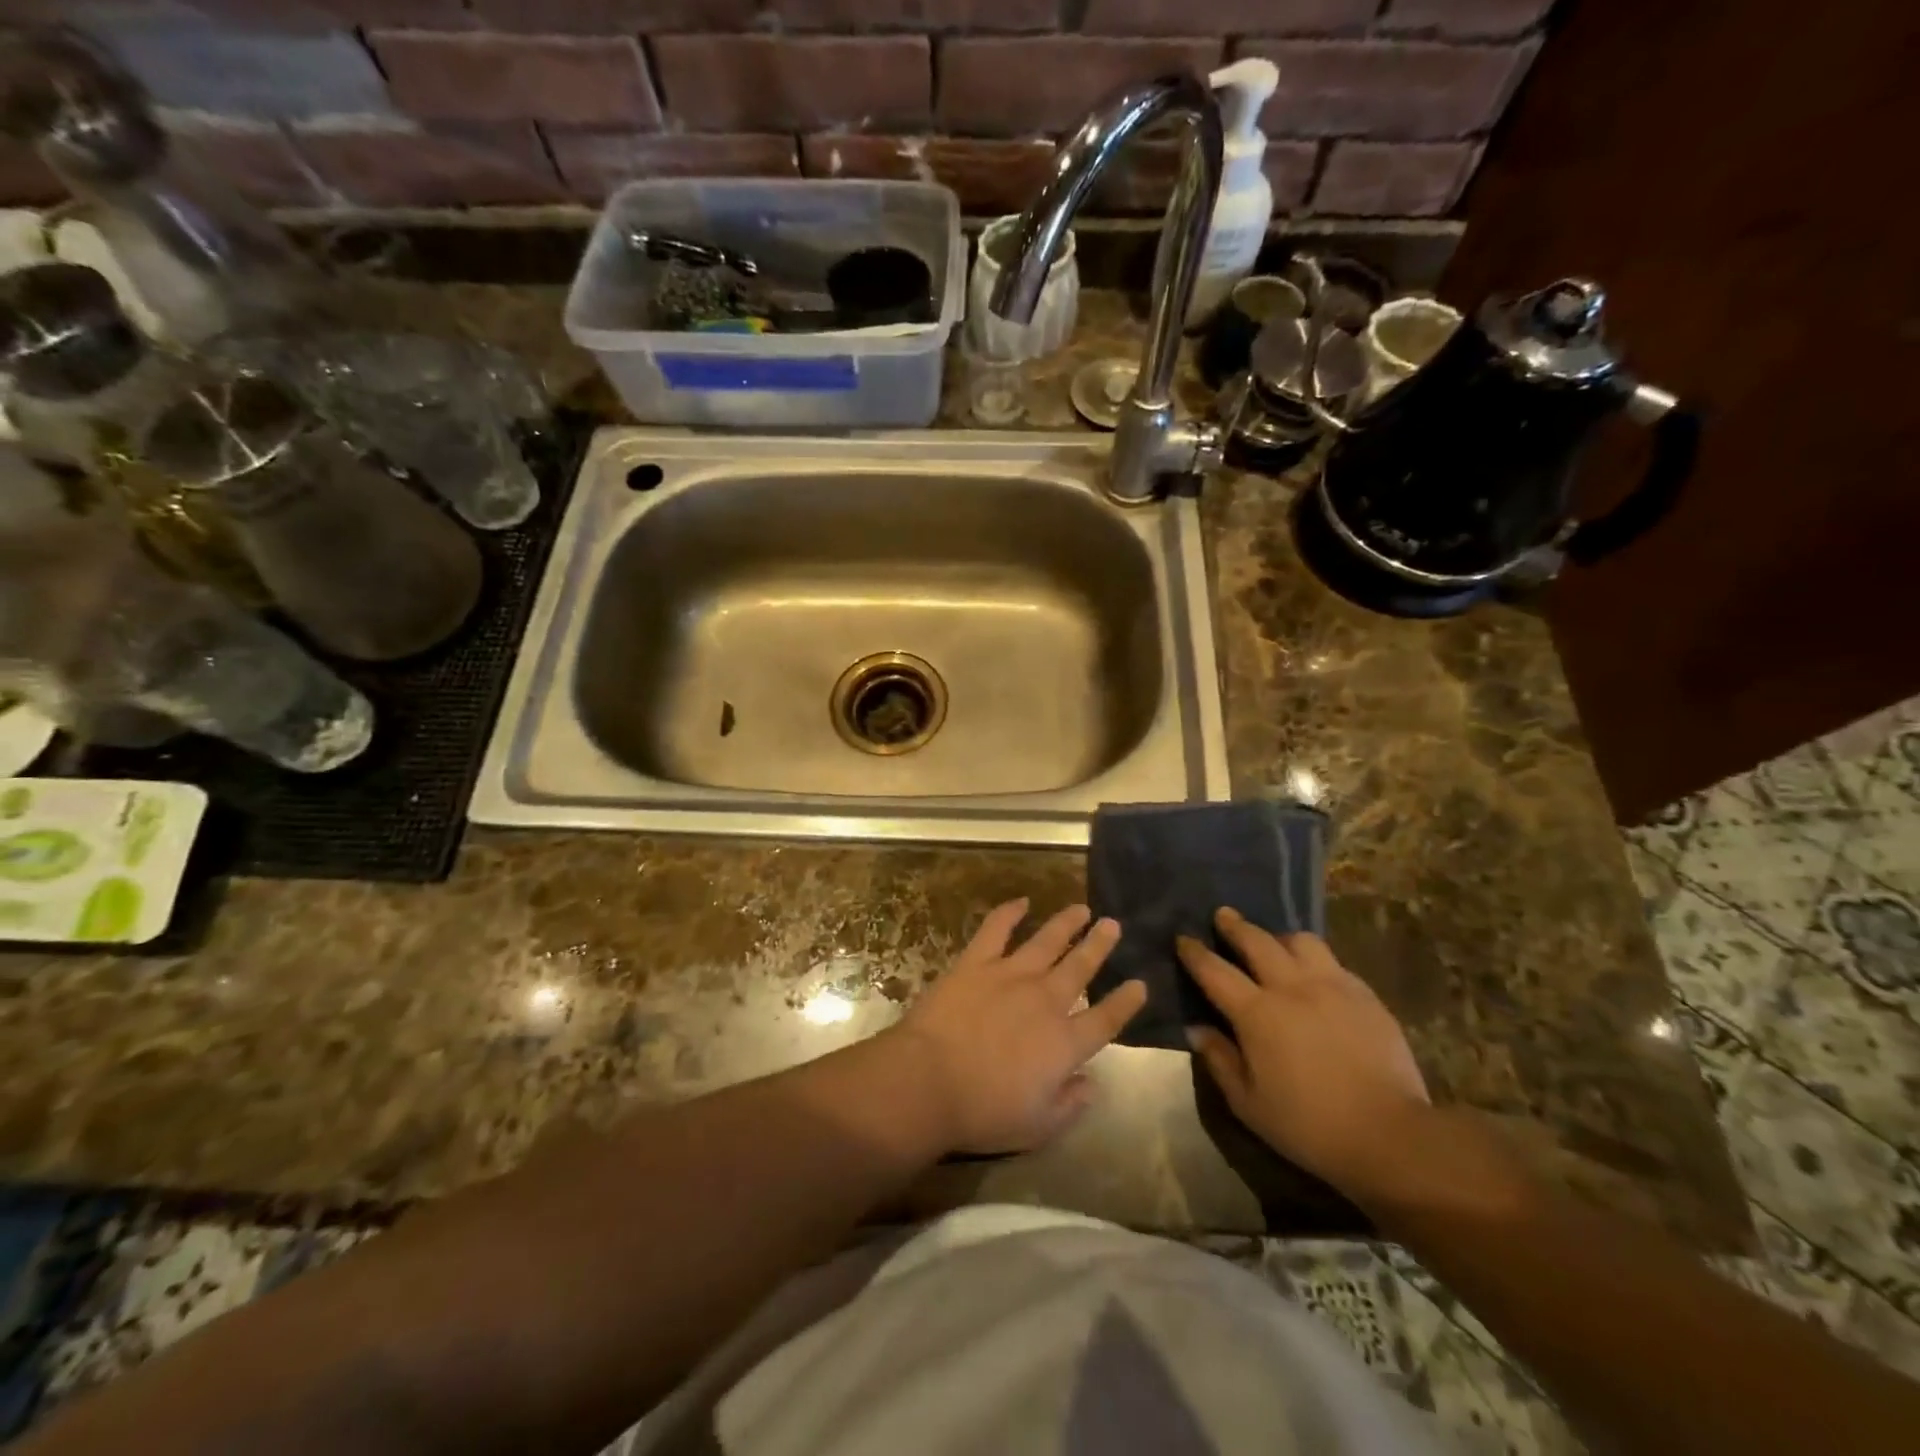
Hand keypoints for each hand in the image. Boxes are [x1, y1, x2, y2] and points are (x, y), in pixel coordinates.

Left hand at [889, 899, 1145, 1154]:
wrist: (929, 1081)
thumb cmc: (983, 1112)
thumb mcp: (1038, 1126)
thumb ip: (1070, 1104)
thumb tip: (1091, 1083)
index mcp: (1065, 1043)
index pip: (1106, 1018)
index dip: (1126, 1002)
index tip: (1140, 984)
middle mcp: (1045, 1001)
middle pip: (1080, 967)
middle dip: (1099, 945)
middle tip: (1113, 924)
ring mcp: (1010, 975)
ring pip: (1047, 941)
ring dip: (1066, 923)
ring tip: (1082, 909)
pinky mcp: (976, 962)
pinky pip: (996, 929)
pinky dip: (1010, 912)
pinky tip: (1021, 901)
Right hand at [1180, 908, 1431, 1201]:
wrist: (1391, 1135)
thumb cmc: (1308, 1125)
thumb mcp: (1248, 1103)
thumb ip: (1219, 1059)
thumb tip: (1196, 1028)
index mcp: (1257, 1013)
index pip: (1215, 970)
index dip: (1195, 952)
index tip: (1183, 939)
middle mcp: (1291, 987)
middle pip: (1257, 940)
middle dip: (1234, 925)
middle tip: (1223, 915)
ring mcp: (1333, 986)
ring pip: (1300, 941)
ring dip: (1279, 937)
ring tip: (1274, 943)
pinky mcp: (1365, 995)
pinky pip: (1333, 962)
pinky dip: (1315, 960)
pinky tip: (1314, 974)